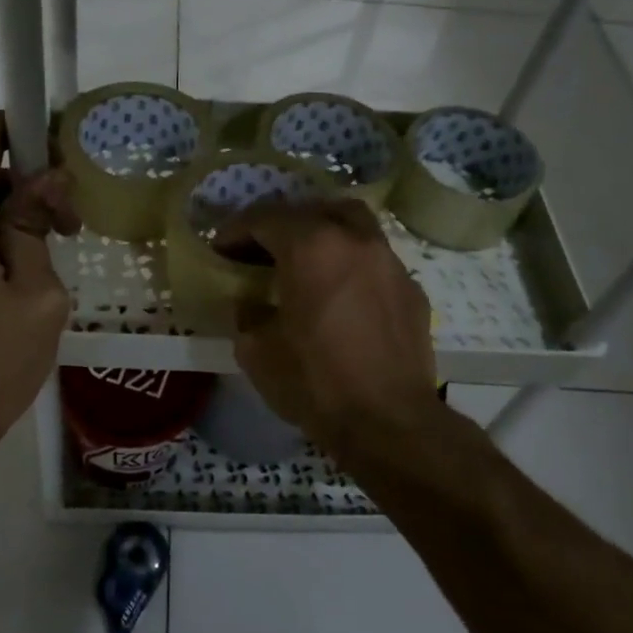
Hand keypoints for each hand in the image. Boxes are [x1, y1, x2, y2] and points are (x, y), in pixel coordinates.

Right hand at [214, 197, 441, 461]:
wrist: (389, 422)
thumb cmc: (315, 382)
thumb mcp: (256, 351)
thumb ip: (248, 313)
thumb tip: (253, 303)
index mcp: (312, 247)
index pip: (265, 218)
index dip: (236, 230)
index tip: (220, 249)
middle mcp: (355, 240)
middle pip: (315, 209)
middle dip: (284, 223)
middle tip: (264, 248)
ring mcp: (390, 262)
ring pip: (354, 225)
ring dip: (324, 235)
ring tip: (306, 263)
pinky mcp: (412, 289)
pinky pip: (375, 261)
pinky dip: (351, 264)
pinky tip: (341, 295)